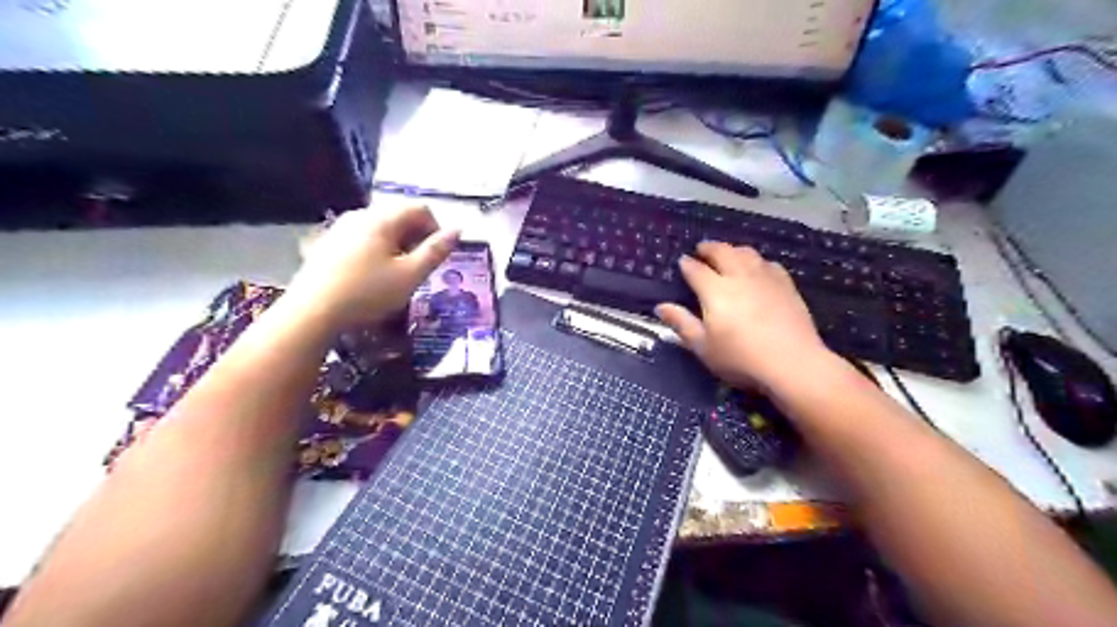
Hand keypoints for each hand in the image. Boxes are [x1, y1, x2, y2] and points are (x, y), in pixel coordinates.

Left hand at [286, 207, 463, 331]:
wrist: (312, 313)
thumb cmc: (367, 293)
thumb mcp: (410, 276)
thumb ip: (436, 251)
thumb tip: (458, 229)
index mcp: (382, 219)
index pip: (420, 209)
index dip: (436, 229)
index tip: (437, 256)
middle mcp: (360, 215)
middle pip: (399, 216)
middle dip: (416, 238)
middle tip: (419, 268)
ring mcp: (340, 228)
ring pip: (381, 228)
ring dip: (397, 245)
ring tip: (397, 274)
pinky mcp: (327, 243)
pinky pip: (362, 238)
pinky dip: (376, 250)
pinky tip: (371, 276)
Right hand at [657, 240, 827, 392]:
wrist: (792, 363)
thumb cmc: (740, 358)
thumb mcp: (703, 347)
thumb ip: (681, 323)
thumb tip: (661, 306)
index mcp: (715, 290)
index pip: (696, 269)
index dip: (687, 264)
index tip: (682, 262)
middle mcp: (739, 276)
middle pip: (722, 252)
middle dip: (709, 248)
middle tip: (702, 249)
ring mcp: (765, 278)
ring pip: (747, 253)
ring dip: (733, 250)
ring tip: (727, 254)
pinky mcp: (786, 285)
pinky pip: (768, 263)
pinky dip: (757, 261)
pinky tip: (757, 268)